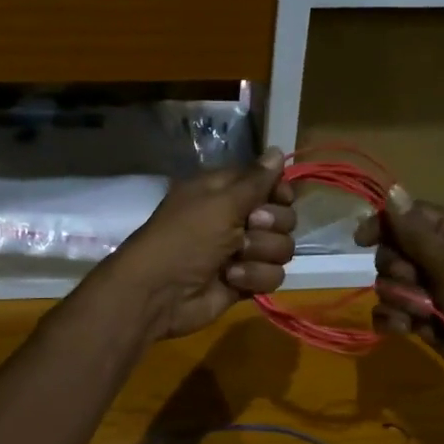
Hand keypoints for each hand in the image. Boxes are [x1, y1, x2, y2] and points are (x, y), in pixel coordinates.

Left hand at [100, 151, 296, 340]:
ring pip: (281, 248)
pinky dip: (254, 277)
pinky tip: (231, 279)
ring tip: (235, 258)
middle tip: (249, 227)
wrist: (160, 293)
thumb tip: (277, 150)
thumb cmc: (186, 238)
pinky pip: (272, 275)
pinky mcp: (245, 281)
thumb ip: (255, 180)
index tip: (280, 197)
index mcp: (224, 191)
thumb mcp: (220, 202)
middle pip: (283, 216)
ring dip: (261, 253)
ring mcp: (242, 252)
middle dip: (272, 224)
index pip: (267, 183)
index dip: (278, 191)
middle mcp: (235, 218)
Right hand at [354, 189, 443, 399]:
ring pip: (389, 284)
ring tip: (421, 315)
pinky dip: (392, 320)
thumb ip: (417, 233)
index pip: (410, 217)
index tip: (362, 240)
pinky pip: (390, 312)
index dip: (385, 224)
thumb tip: (392, 190)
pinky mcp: (423, 321)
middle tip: (416, 283)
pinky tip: (404, 330)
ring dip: (398, 299)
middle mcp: (441, 261)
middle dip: (396, 270)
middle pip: (393, 251)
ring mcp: (431, 293)